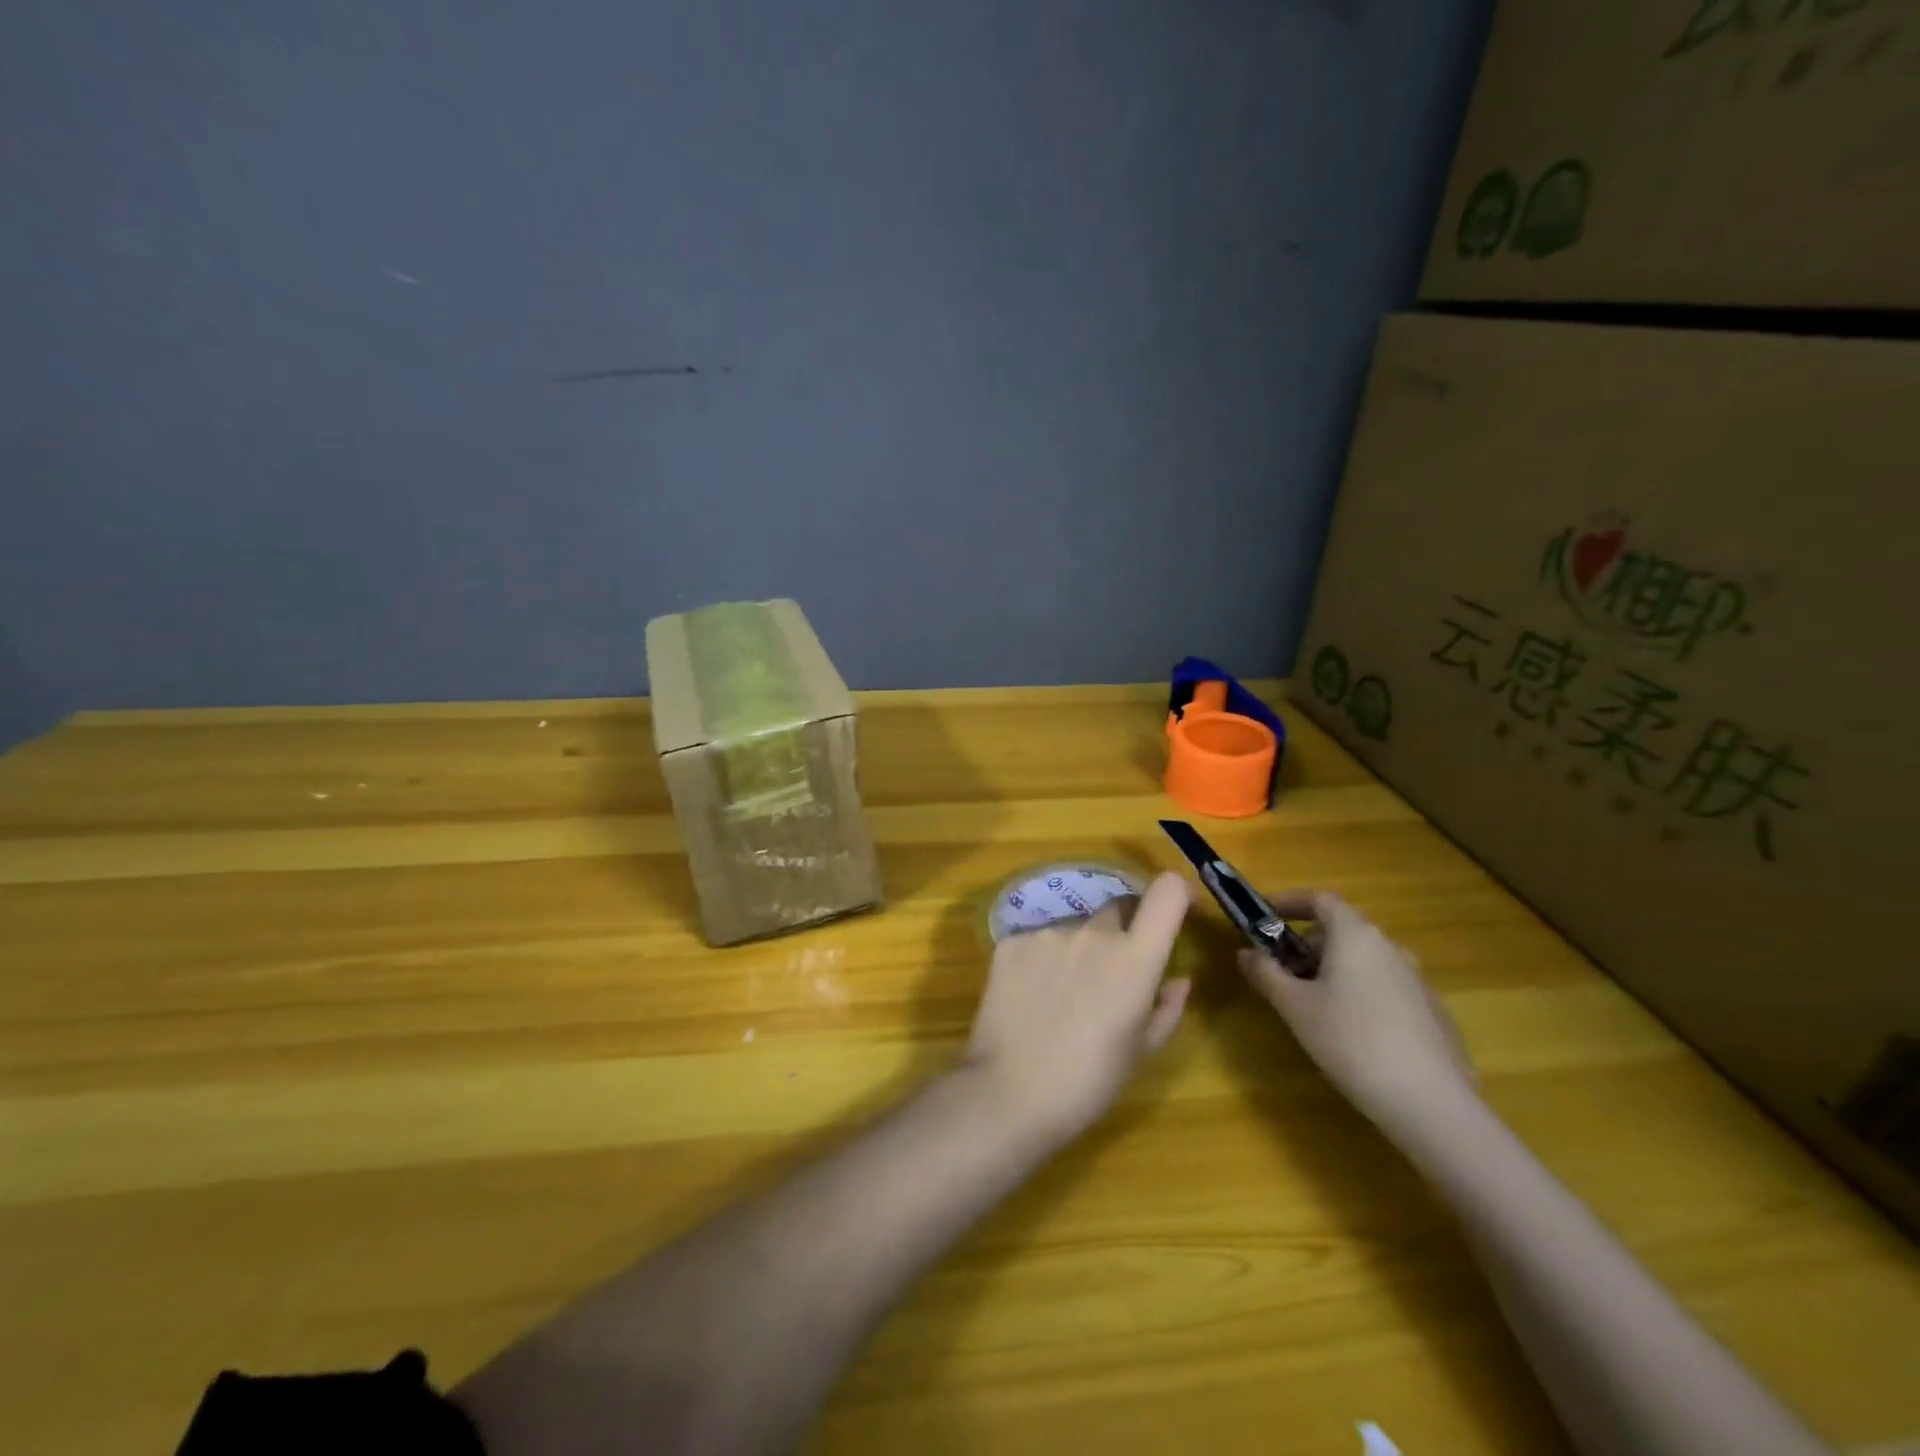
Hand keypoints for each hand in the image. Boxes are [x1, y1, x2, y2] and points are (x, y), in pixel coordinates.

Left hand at [963, 873, 1193, 1145]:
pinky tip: (1032, 996)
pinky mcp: (1011, 941)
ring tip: (1065, 995)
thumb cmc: (1089, 1081)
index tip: (1179, 909)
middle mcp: (1092, 932)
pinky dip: (1043, 959)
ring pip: (1075, 927)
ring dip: (1080, 948)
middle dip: (1124, 931)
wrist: (1009, 1092)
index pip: (1167, 892)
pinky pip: (1038, 940)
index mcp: (1134, 958)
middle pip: (1118, 909)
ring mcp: (1047, 933)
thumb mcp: (1141, 1051)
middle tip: (1113, 973)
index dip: (1177, 893)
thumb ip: (1166, 1007)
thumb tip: (1179, 979)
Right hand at [1238, 890, 1474, 1134]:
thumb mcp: (1295, 1007)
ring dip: (1333, 971)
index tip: (1265, 916)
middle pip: (1341, 930)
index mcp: (1356, 935)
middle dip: (1306, 945)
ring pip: (1364, 960)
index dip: (1290, 902)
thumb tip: (1245, 953)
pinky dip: (1359, 994)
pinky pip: (1385, 987)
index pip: (1321, 899)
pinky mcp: (1432, 1012)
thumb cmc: (1351, 1041)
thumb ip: (1266, 974)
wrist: (1432, 1103)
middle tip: (1282, 974)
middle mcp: (1390, 947)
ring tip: (1313, 1007)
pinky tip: (1352, 1035)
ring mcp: (1417, 980)